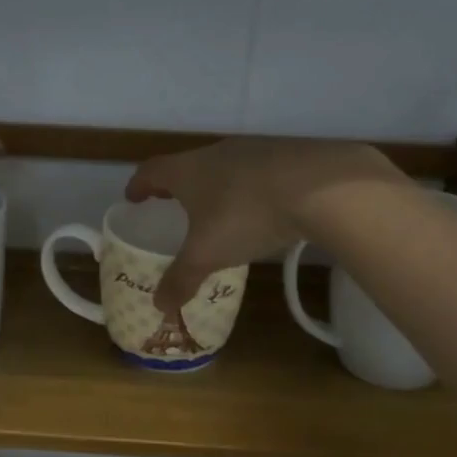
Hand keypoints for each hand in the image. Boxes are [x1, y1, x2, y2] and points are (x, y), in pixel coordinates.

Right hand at [125, 138, 399, 317]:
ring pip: (224, 167)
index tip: (133, 198)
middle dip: (178, 187)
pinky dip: (250, 188)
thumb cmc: (247, 215)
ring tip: (218, 211)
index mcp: (188, 171)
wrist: (322, 186)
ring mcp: (254, 150)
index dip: (139, 185)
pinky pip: (258, 172)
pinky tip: (263, 209)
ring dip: (215, 186)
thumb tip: (158, 306)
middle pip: (188, 166)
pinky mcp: (288, 155)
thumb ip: (181, 278)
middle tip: (173, 206)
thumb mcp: (208, 254)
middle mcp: (216, 153)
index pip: (152, 171)